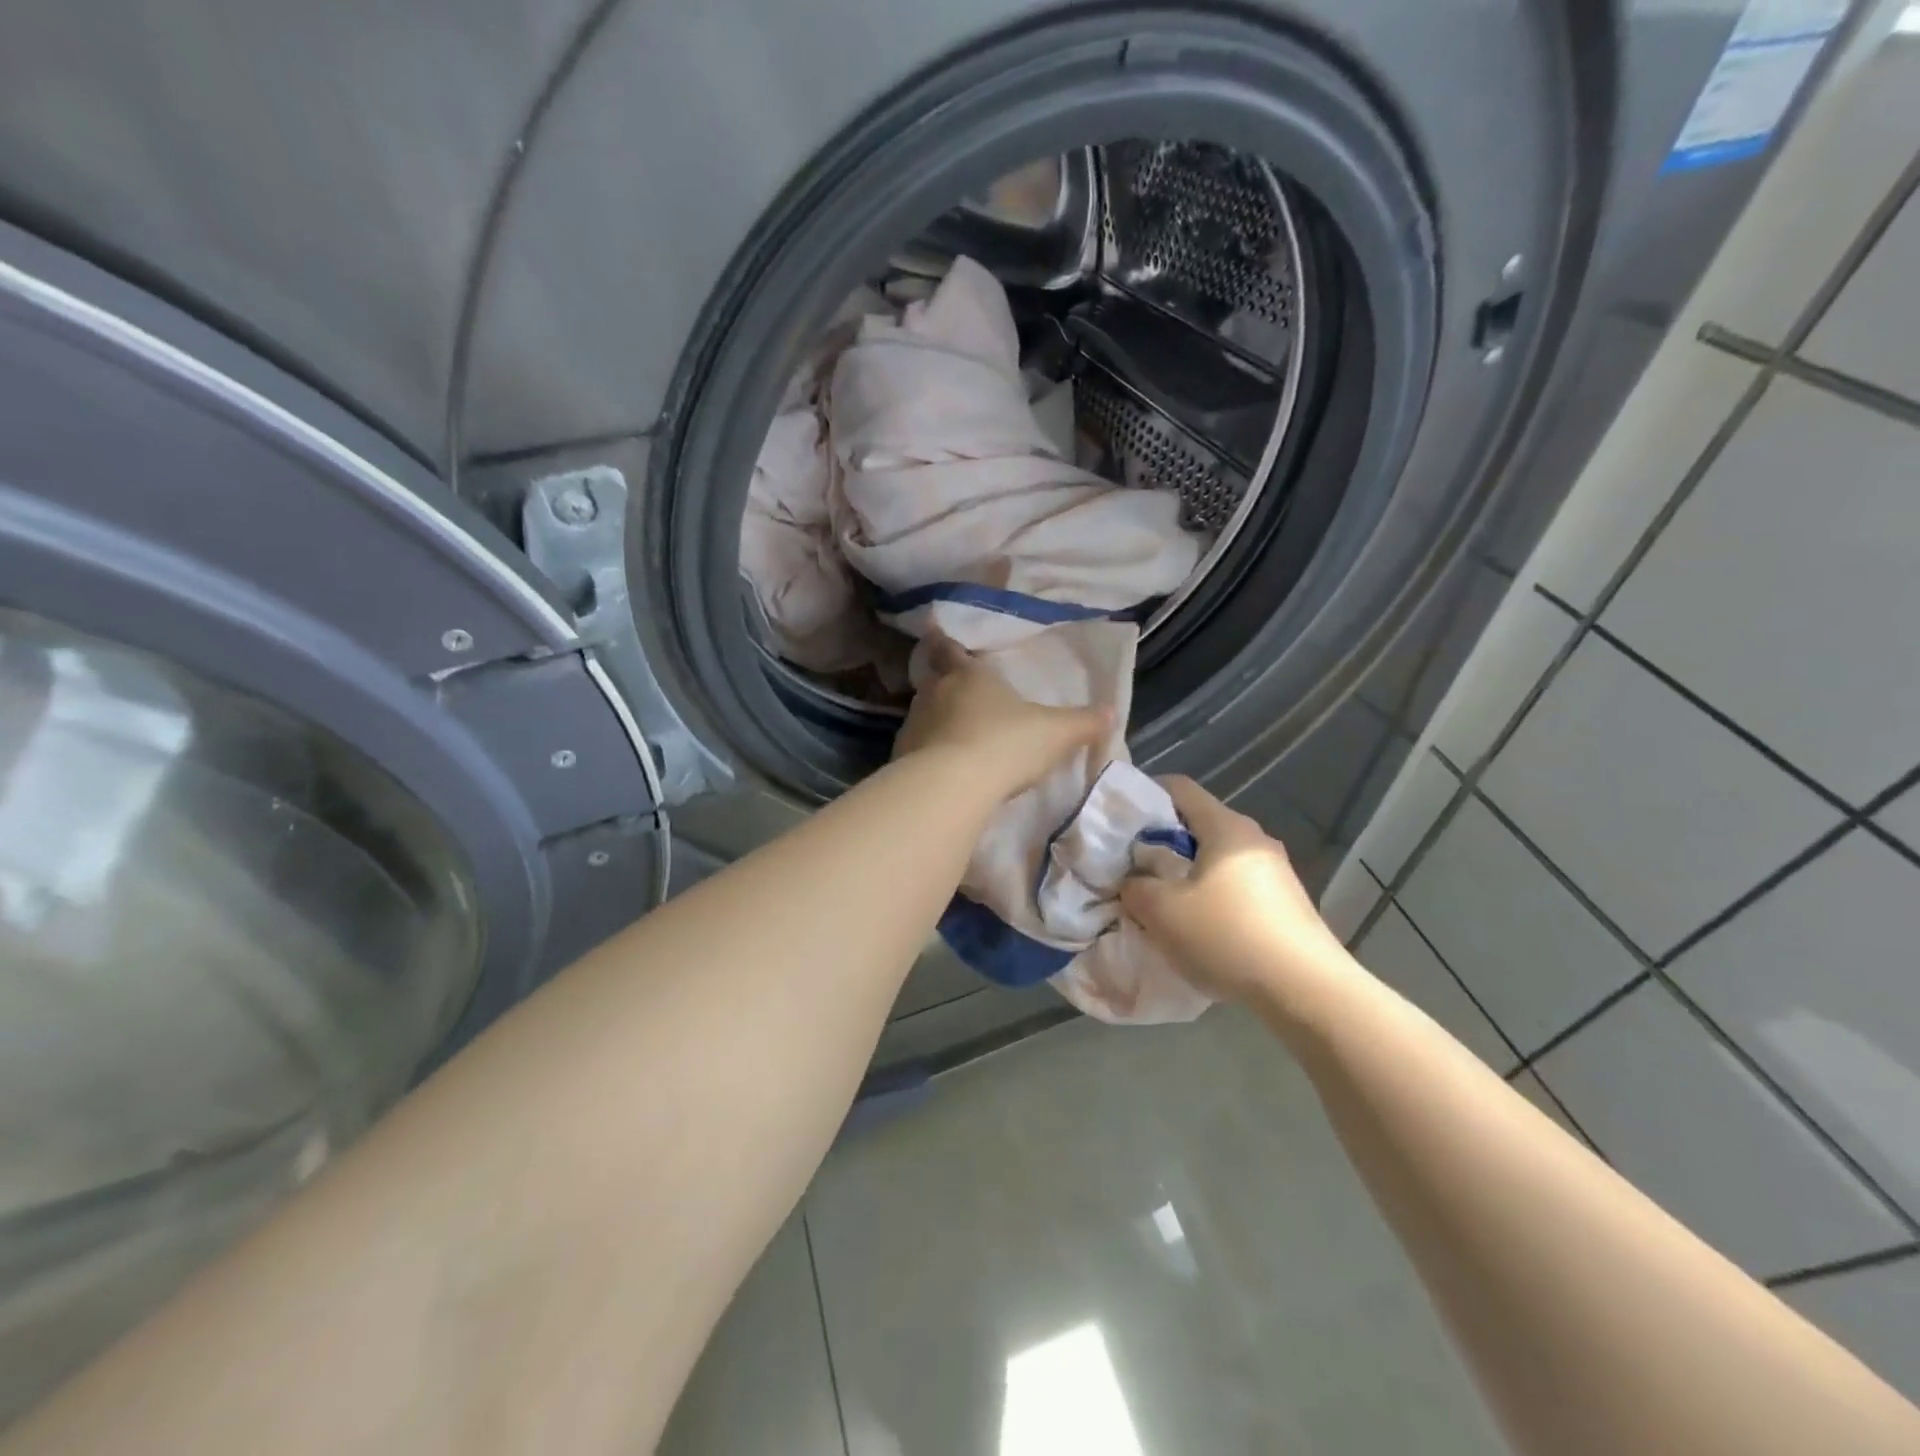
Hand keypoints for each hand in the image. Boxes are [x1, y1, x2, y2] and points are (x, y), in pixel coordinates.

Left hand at [894, 634, 1109, 796]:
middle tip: (954, 692)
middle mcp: (935, 693)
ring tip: (953, 737)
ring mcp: (914, 725)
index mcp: (969, 675)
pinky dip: (927, 755)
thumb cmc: (1006, 743)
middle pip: (933, 681)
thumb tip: (1111, 712)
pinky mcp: (901, 759)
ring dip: (935, 722)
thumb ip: (1083, 722)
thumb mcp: (1056, 733)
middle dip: (943, 684)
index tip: (933, 631)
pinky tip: (943, 771)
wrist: (953, 786)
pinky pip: (916, 750)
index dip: (945, 642)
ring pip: (922, 715)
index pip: (951, 649)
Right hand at [1120, 776, 1349, 1005]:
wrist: (1307, 991)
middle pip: (1199, 824)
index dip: (1146, 794)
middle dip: (1163, 842)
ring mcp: (1276, 872)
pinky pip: (1237, 886)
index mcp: (1226, 827)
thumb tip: (1134, 881)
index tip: (1121, 819)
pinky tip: (1201, 928)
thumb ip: (1135, 887)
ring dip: (1187, 874)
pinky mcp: (1286, 904)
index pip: (1180, 788)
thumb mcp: (1161, 911)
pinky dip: (1212, 897)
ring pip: (1218, 859)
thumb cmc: (1227, 936)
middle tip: (1134, 868)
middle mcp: (1255, 839)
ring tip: (1163, 904)